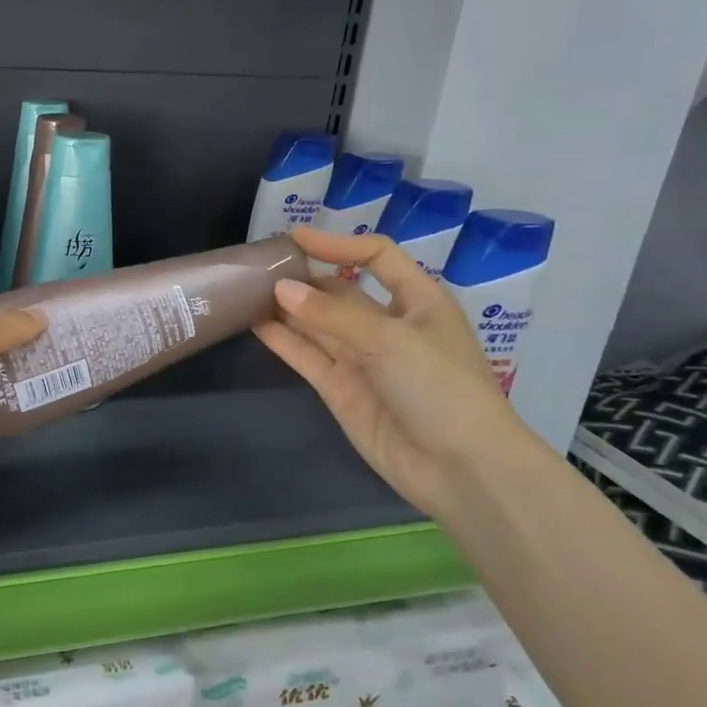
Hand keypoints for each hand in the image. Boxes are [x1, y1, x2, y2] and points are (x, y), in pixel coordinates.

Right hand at [255, 226, 539, 520]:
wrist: (459, 468)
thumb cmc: (439, 387)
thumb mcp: (389, 339)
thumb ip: (331, 315)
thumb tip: (280, 289)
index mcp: (418, 301)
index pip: (377, 258)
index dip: (339, 245)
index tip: (296, 239)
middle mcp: (388, 325)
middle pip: (340, 291)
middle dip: (305, 278)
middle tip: (260, 265)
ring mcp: (362, 359)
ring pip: (317, 324)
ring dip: (287, 307)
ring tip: (246, 288)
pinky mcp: (341, 389)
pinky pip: (308, 356)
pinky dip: (283, 340)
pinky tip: (254, 322)